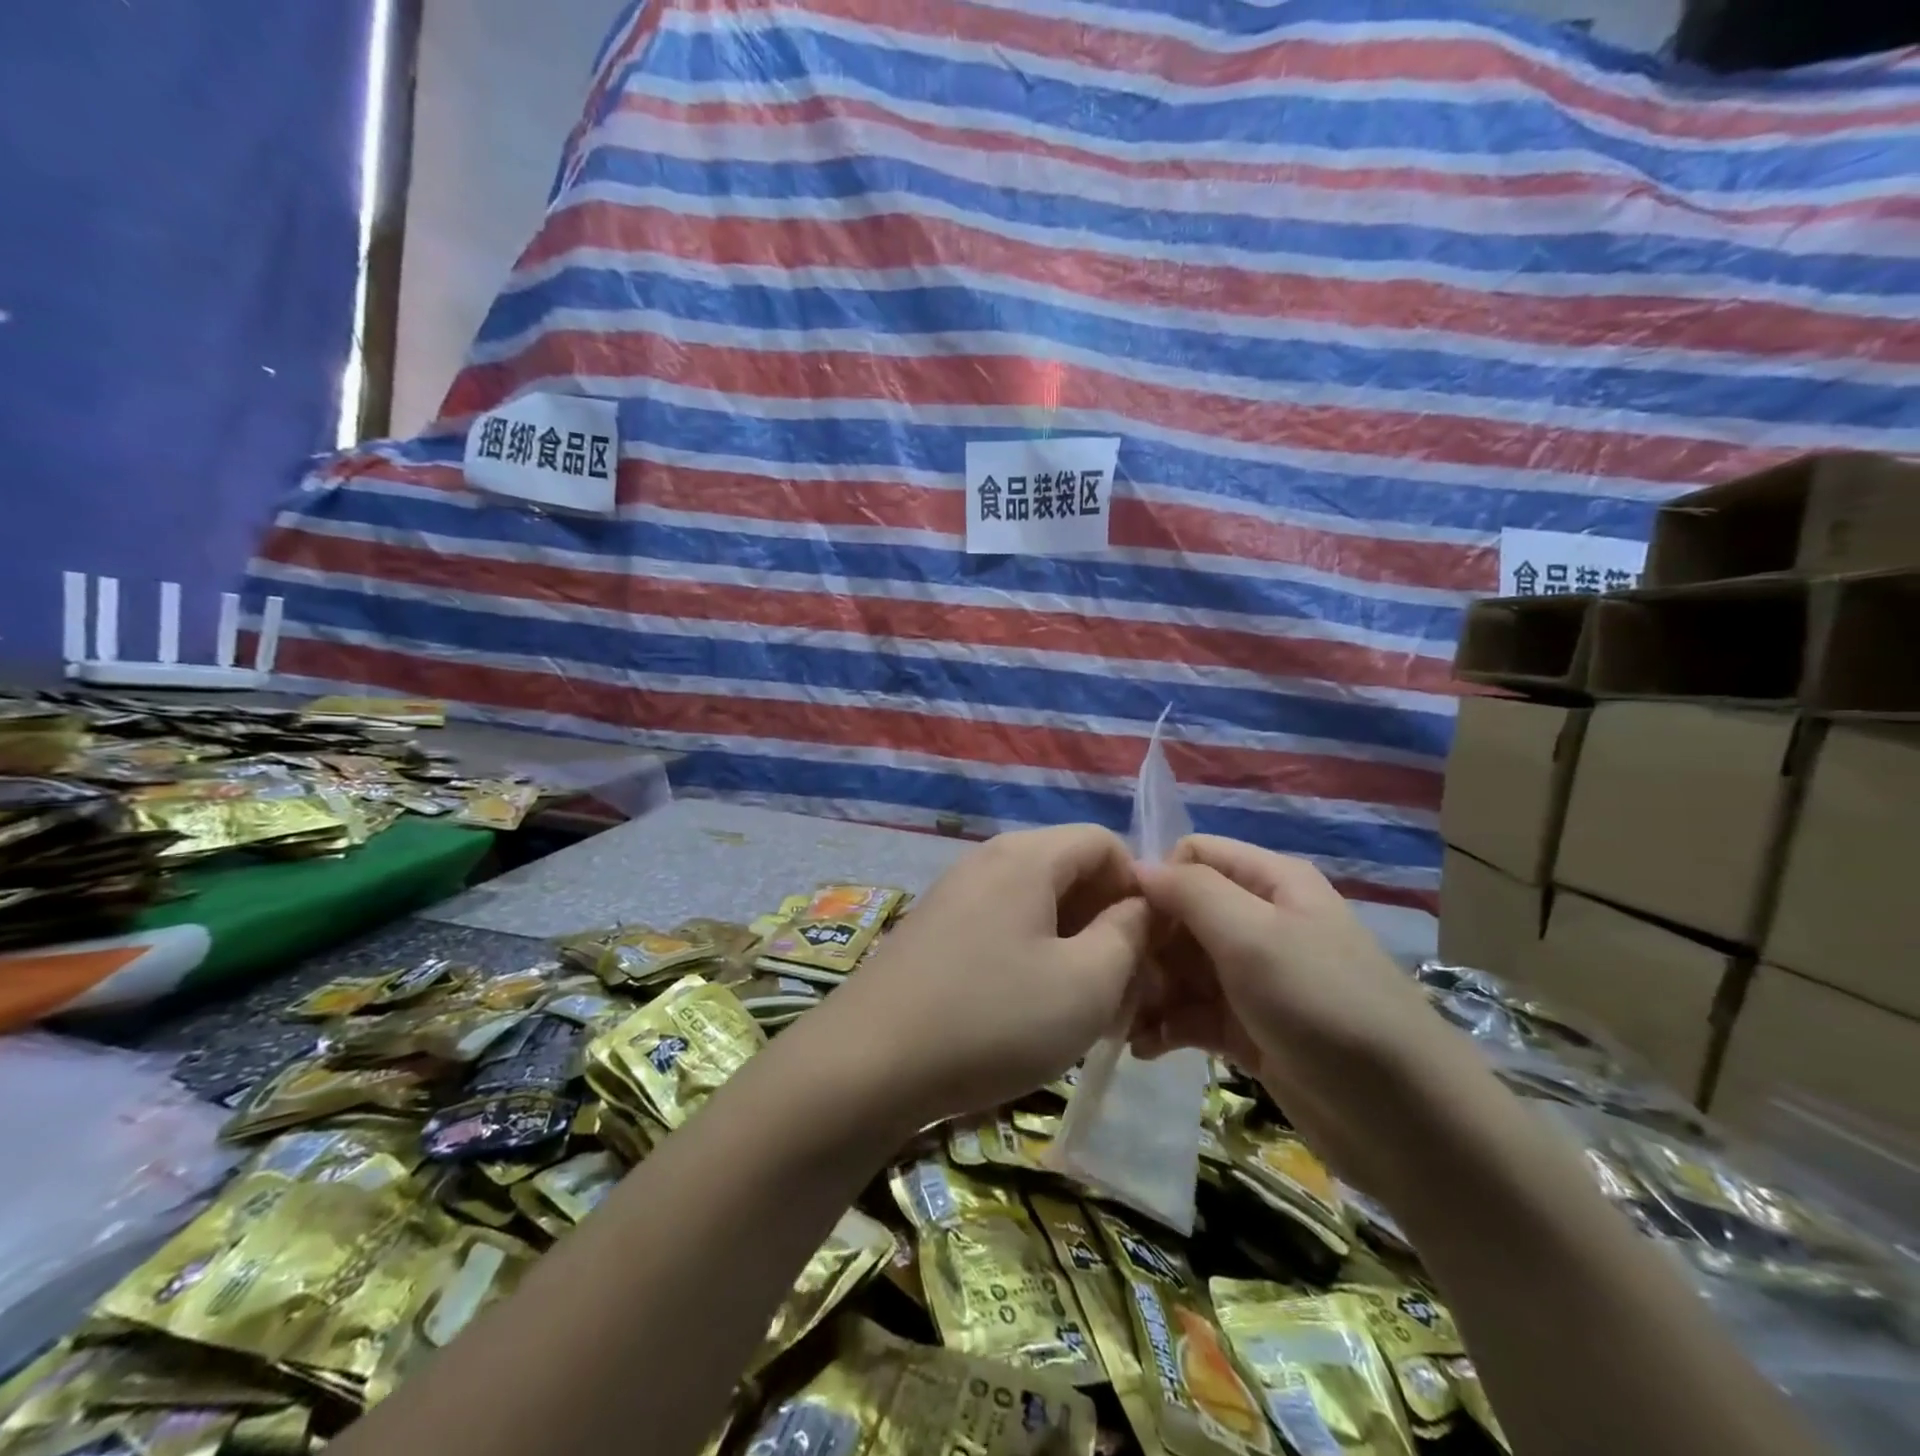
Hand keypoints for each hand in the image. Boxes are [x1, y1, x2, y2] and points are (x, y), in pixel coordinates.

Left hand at [806, 825, 1149, 1129]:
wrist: (867, 1063)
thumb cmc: (992, 1019)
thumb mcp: (1086, 984)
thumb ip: (1129, 935)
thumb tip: (1139, 907)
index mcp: (1026, 856)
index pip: (1104, 842)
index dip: (1139, 888)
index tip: (1151, 948)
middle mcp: (987, 859)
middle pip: (1068, 870)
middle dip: (1106, 922)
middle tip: (1123, 988)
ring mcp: (953, 893)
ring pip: (1035, 903)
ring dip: (1071, 945)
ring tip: (1080, 1007)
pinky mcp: (933, 929)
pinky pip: (1000, 925)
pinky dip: (1030, 956)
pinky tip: (1028, 1009)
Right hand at [1131, 835, 1465, 1189]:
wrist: (1407, 1122)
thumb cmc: (1324, 1007)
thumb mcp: (1254, 936)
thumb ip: (1191, 892)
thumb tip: (1138, 868)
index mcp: (1270, 882)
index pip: (1192, 856)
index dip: (1154, 880)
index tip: (1119, 920)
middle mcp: (1260, 922)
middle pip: (1181, 913)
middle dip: (1145, 944)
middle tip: (1116, 981)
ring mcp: (1254, 979)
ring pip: (1182, 967)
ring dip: (1149, 989)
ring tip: (1120, 1021)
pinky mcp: (1250, 1029)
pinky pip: (1193, 1014)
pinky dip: (1166, 1026)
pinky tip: (1143, 1047)